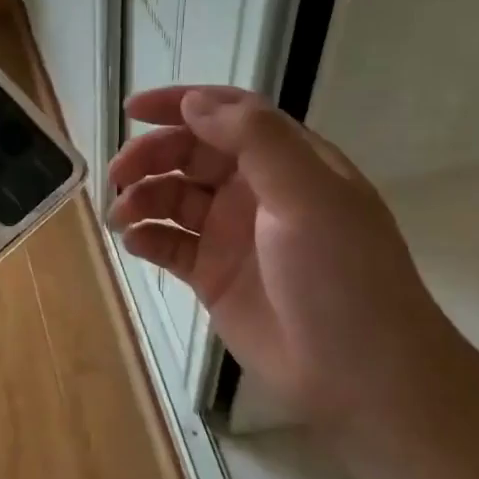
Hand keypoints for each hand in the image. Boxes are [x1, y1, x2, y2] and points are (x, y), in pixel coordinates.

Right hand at [107, 86, 458, 424]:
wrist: (359, 376)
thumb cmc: (341, 276)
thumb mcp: (308, 196)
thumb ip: (254, 140)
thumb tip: (194, 102)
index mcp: (287, 162)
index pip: (228, 114)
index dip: (181, 105)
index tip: (134, 110)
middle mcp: (256, 191)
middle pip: (190, 155)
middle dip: (150, 157)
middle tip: (118, 176)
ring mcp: (232, 234)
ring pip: (173, 198)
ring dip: (142, 198)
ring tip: (121, 217)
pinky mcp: (212, 276)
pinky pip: (168, 244)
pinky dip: (145, 237)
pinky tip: (133, 243)